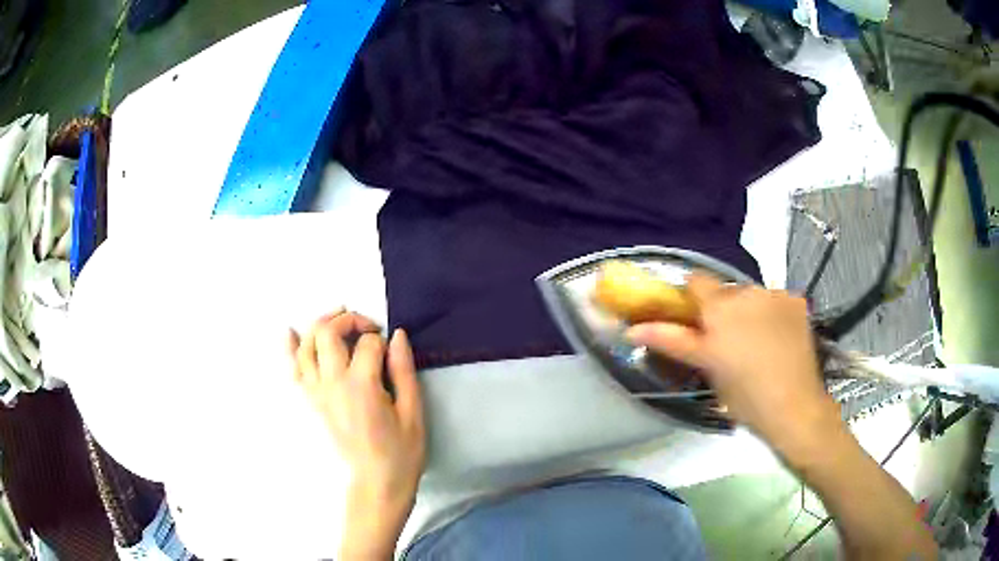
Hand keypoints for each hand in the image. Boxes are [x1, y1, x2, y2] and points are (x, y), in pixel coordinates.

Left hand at [289, 311, 424, 558]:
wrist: (375, 482)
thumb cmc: (400, 451)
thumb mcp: (413, 413)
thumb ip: (404, 371)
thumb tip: (397, 335)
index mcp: (362, 386)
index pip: (368, 344)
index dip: (381, 339)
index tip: (390, 351)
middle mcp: (332, 383)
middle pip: (328, 333)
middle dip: (347, 320)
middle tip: (366, 327)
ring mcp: (316, 392)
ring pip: (306, 345)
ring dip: (320, 325)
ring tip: (337, 319)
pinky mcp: (310, 401)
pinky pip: (293, 369)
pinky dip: (289, 348)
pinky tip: (290, 332)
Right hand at [627, 274, 841, 459]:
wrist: (795, 407)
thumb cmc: (744, 398)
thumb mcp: (707, 370)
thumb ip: (675, 341)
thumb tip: (633, 330)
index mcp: (719, 310)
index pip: (696, 280)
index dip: (692, 297)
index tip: (695, 319)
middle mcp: (746, 293)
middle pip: (725, 290)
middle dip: (722, 309)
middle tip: (728, 341)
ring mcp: (774, 294)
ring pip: (752, 295)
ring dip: (749, 310)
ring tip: (759, 342)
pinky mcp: (796, 300)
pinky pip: (776, 300)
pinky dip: (773, 313)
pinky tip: (779, 338)